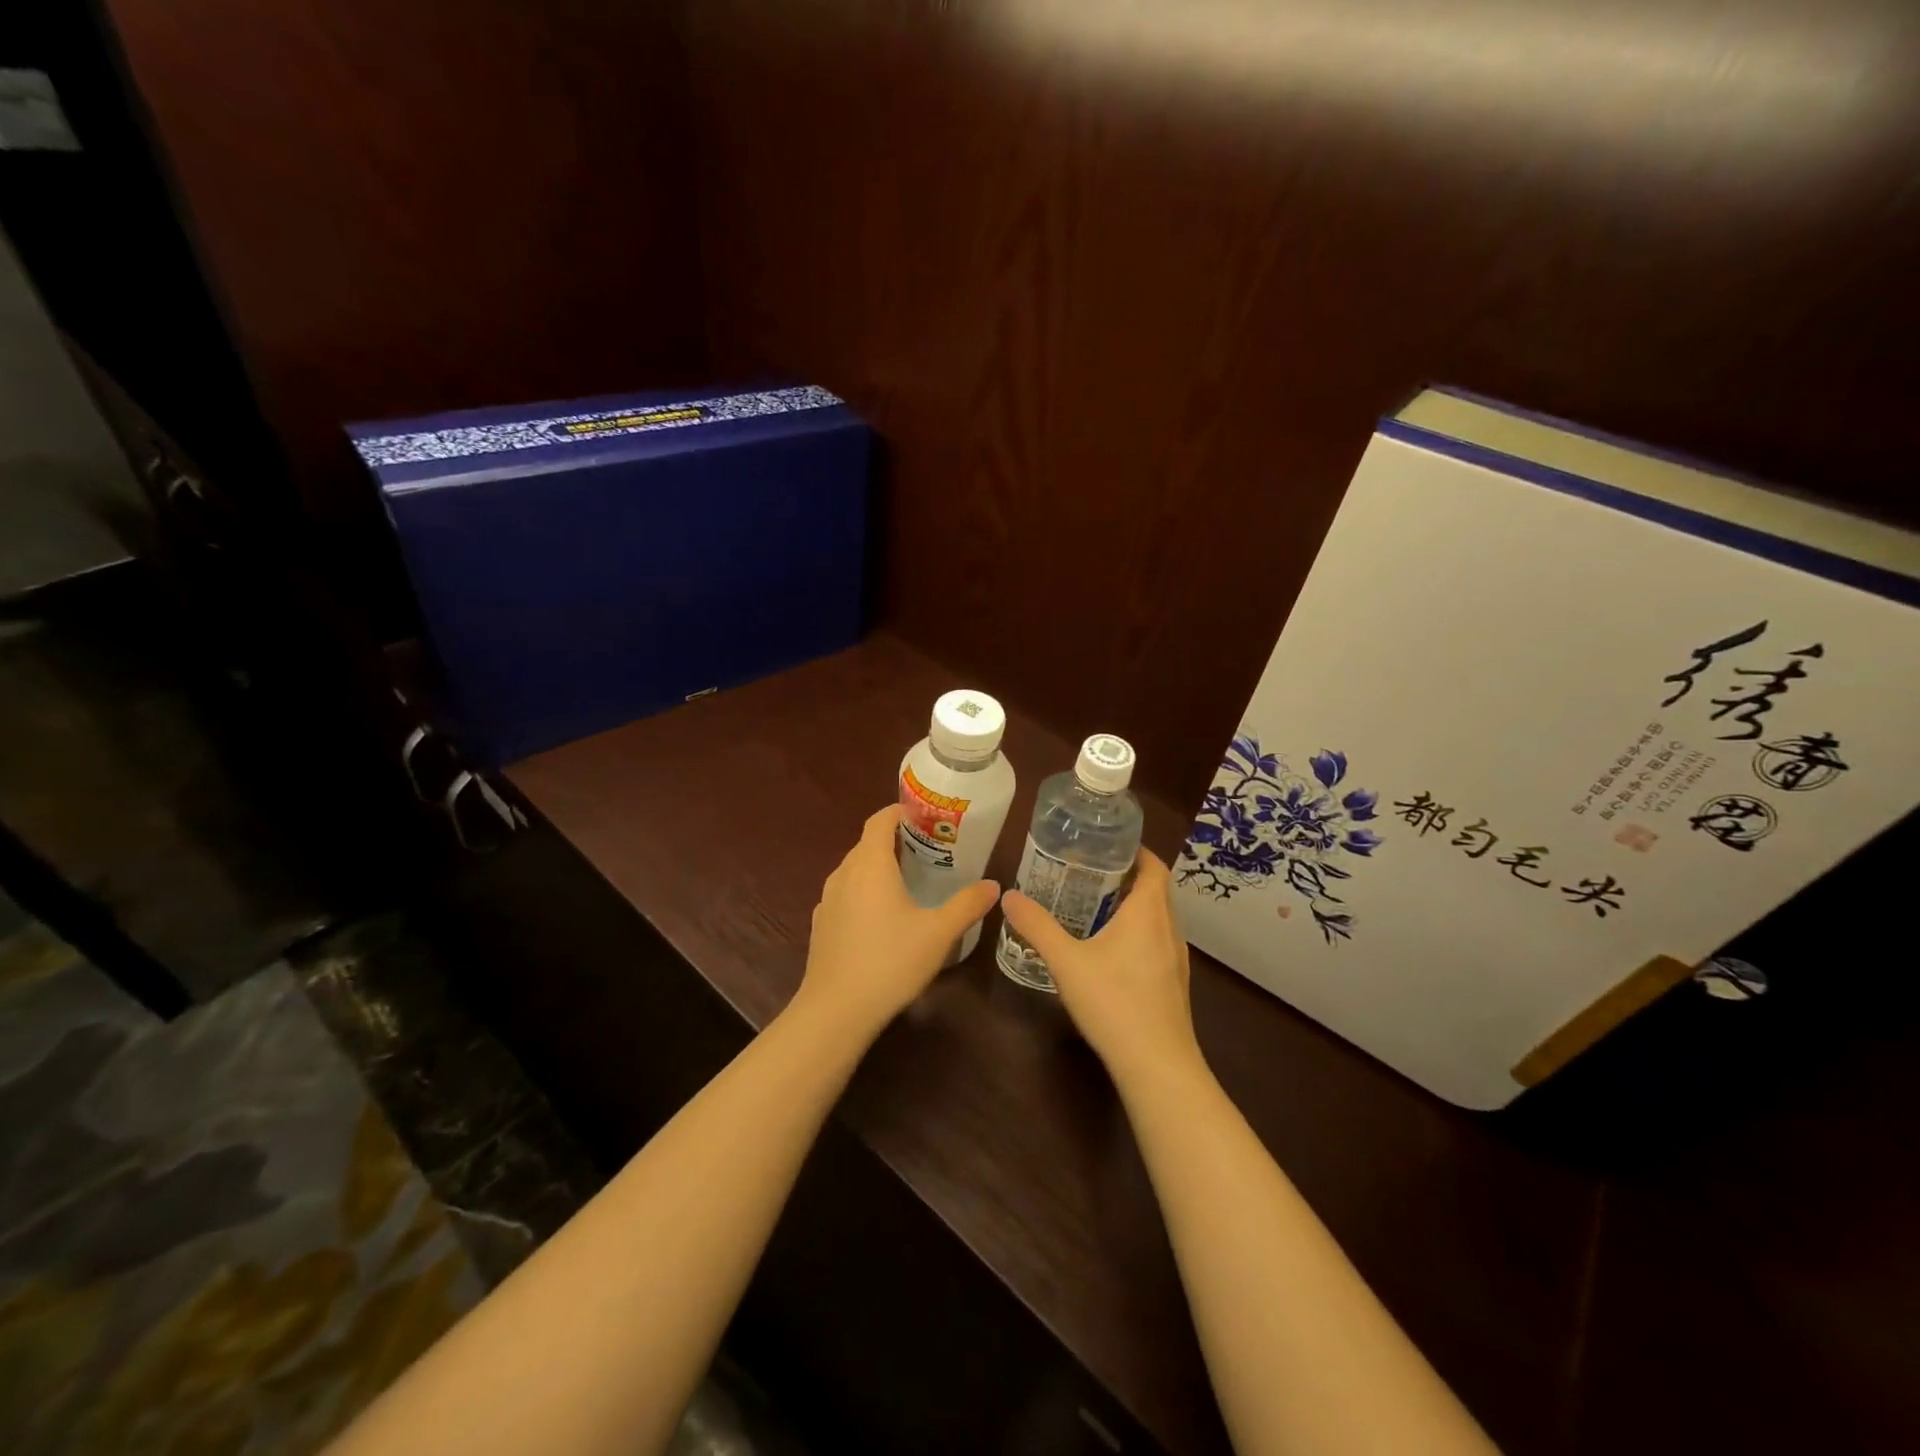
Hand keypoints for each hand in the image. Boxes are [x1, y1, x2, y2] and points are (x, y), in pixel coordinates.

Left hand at [796, 805, 1000, 1038]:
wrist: (835, 1010)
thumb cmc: (890, 962)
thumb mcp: (939, 934)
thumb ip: (967, 905)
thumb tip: (993, 885)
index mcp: (871, 865)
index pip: (880, 820)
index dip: (900, 811)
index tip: (924, 816)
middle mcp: (844, 873)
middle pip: (867, 843)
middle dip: (895, 839)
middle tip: (928, 849)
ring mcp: (827, 899)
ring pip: (854, 868)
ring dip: (878, 866)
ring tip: (908, 880)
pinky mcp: (820, 923)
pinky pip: (845, 892)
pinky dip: (864, 890)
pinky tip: (882, 916)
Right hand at [999, 850, 1199, 1084]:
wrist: (1158, 1066)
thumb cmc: (1114, 1003)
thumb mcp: (1066, 962)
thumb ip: (1036, 927)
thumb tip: (1008, 895)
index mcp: (1149, 912)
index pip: (1154, 865)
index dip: (1135, 850)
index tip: (1106, 844)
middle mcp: (1169, 929)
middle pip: (1155, 889)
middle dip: (1126, 876)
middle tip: (1089, 871)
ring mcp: (1176, 959)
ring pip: (1158, 918)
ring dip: (1133, 906)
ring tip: (1095, 905)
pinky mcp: (1174, 983)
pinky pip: (1157, 942)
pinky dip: (1138, 932)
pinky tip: (1110, 950)